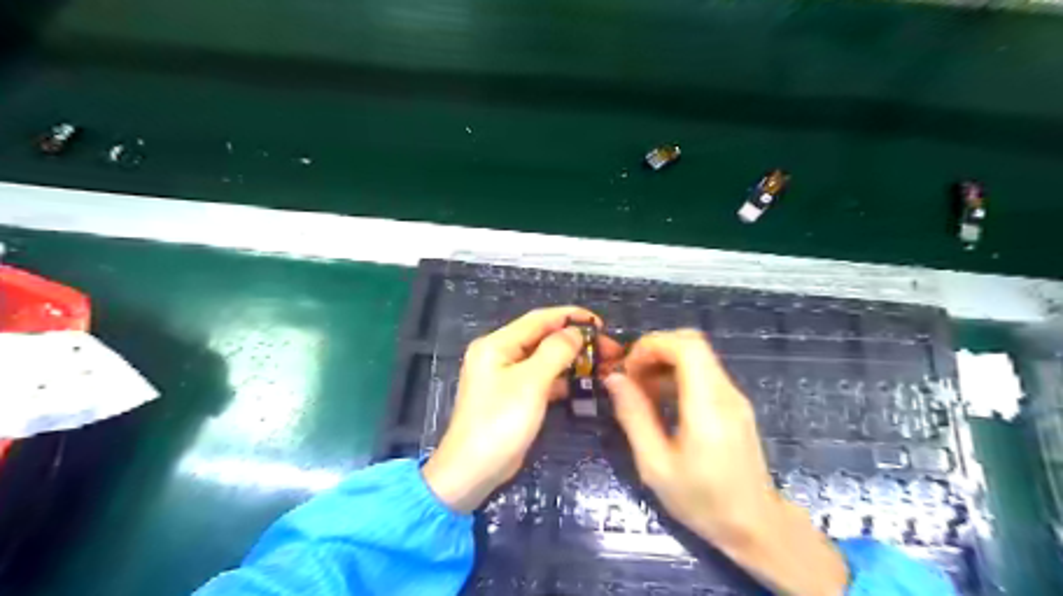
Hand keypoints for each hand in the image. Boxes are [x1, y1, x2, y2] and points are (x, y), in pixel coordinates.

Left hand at [425, 306, 624, 512]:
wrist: (473, 471)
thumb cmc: (500, 422)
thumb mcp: (531, 383)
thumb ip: (555, 351)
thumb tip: (576, 332)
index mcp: (497, 344)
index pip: (538, 319)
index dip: (571, 317)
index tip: (601, 323)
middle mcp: (500, 354)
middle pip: (543, 338)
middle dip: (576, 341)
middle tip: (610, 350)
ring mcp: (506, 377)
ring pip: (545, 359)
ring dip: (573, 360)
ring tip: (604, 364)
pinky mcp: (514, 396)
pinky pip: (542, 379)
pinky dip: (562, 379)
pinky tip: (585, 383)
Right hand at [606, 332, 847, 595]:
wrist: (755, 526)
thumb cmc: (702, 501)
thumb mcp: (655, 465)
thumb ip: (634, 416)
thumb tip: (614, 379)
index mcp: (708, 407)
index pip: (687, 347)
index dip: (652, 345)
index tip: (628, 368)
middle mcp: (726, 393)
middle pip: (692, 343)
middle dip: (655, 350)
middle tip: (631, 377)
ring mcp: (734, 396)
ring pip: (697, 355)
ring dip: (664, 362)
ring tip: (641, 391)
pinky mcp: (734, 404)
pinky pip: (703, 373)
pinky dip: (677, 374)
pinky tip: (661, 401)